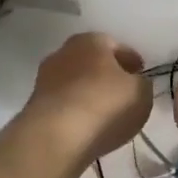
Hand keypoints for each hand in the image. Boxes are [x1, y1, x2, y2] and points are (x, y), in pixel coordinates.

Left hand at [23, 32, 152, 164]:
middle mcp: (64, 52)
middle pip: (93, 62)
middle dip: (108, 74)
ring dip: (89, 92)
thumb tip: (134, 83)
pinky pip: (65, 103)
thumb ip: (141, 84)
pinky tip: (86, 124)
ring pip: (76, 82)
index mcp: (92, 41)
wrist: (56, 136)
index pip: (118, 46)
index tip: (141, 74)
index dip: (132, 61)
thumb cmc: (105, 105)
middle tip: (123, 91)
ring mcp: (45, 78)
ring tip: (105, 112)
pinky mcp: (35, 104)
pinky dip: (76, 109)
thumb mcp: (141, 93)